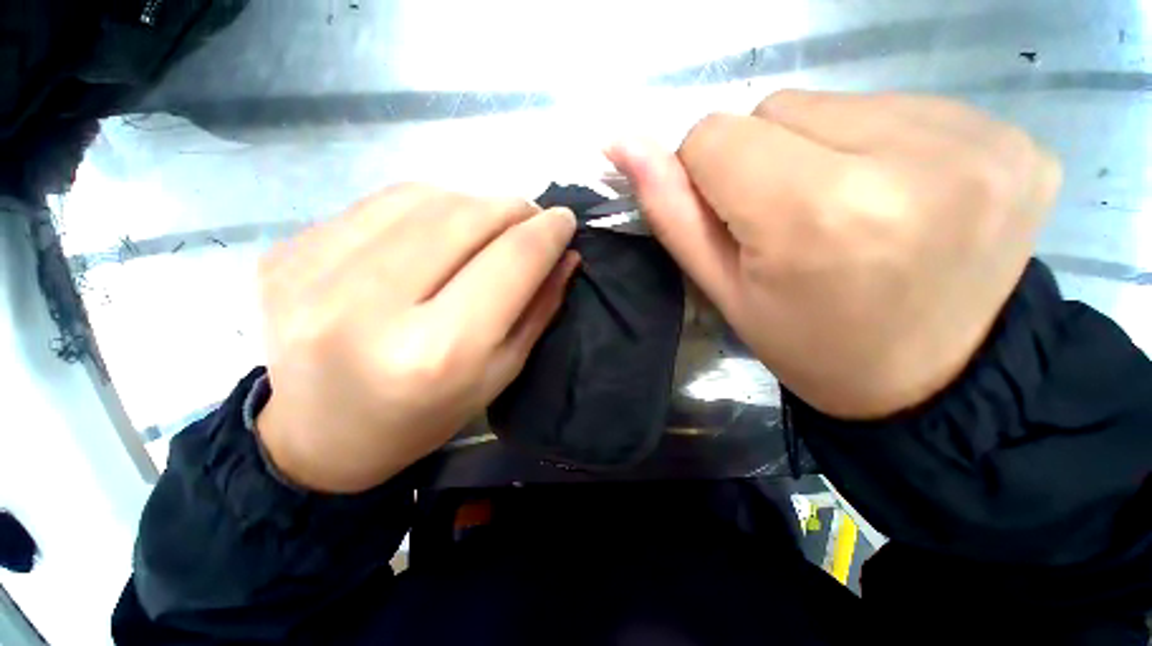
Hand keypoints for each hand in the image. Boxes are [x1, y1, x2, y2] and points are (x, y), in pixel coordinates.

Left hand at [256, 184, 577, 491]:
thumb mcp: (500, 373)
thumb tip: (566, 254)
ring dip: (471, 203)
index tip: (565, 220)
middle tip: (529, 218)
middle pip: (464, 218)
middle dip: (512, 209)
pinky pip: (378, 203)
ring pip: (423, 198)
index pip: (509, 262)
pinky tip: (435, 229)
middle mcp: (370, 307)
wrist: (319, 435)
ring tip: (486, 225)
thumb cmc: (425, 416)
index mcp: (436, 352)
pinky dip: (424, 206)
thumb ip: (538, 309)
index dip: (546, 233)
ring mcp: (314, 273)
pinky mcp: (287, 253)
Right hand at [610, 91, 1061, 418]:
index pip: (716, 136)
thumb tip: (620, 143)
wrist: (937, 383)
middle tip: (792, 222)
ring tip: (848, 212)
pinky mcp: (1012, 138)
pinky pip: (901, 107)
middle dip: (763, 160)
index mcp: (819, 213)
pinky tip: (900, 198)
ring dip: (820, 148)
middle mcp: (907, 160)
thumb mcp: (724, 290)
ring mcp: (975, 141)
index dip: (707, 174)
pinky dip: (880, 145)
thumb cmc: (810, 345)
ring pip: (835, 100)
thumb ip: (670, 211)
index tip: (733, 216)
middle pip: (777, 108)